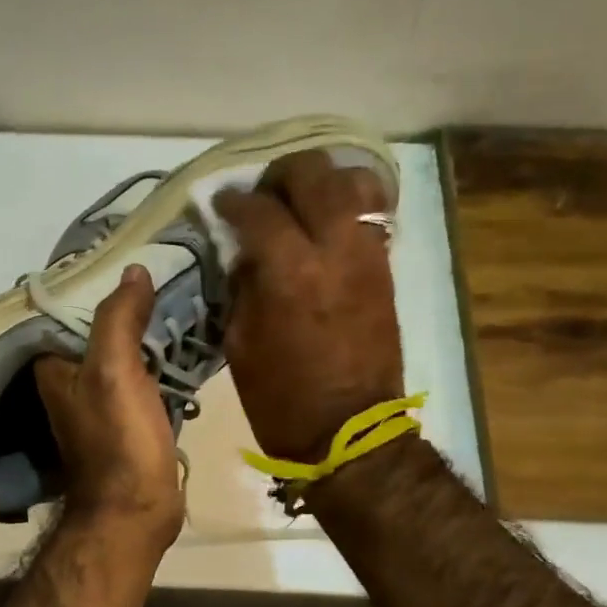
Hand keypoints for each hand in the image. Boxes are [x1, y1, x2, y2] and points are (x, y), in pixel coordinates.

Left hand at [33, 265, 185, 553]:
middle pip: (94, 328)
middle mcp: (69, 380)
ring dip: (142, 328)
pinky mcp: (127, 418)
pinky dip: (156, 356)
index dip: (89, 280)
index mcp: (53, 366)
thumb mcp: (113, 371)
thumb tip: (134, 268)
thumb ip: (119, 318)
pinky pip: (141, 374)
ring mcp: (99, 400)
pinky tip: (180, 336)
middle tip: (159, 269)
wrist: (136, 510)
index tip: (121, 252)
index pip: (62, 308)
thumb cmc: (118, 440)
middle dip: (122, 301)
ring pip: (120, 350)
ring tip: (174, 292)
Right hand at [215, 150, 403, 462]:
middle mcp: (334, 249)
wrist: (348, 432)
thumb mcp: (239, 343)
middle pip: (312, 174)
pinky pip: (372, 213)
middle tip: (261, 197)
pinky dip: (346, 205)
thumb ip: (240, 286)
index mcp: (290, 272)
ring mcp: (367, 255)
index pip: (258, 210)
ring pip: (353, 181)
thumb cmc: (281, 398)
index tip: (220, 205)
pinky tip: (324, 224)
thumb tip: (243, 252)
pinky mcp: (385, 268)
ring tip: (300, 203)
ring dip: (321, 183)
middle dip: (280, 176)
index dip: (233, 202)